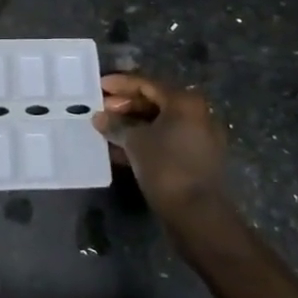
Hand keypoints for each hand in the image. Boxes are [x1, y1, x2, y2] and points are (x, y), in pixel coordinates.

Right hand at [94, 72, 228, 219]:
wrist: (197, 213)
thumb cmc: (165, 166)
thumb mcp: (135, 142)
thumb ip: (116, 125)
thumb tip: (99, 117)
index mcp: (184, 102)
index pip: (147, 84)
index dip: (120, 84)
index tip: (99, 87)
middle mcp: (196, 114)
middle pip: (155, 102)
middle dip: (125, 105)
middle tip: (101, 109)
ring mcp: (198, 137)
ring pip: (159, 122)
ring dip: (132, 124)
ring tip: (106, 127)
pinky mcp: (195, 158)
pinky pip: (165, 140)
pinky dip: (144, 140)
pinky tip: (120, 147)